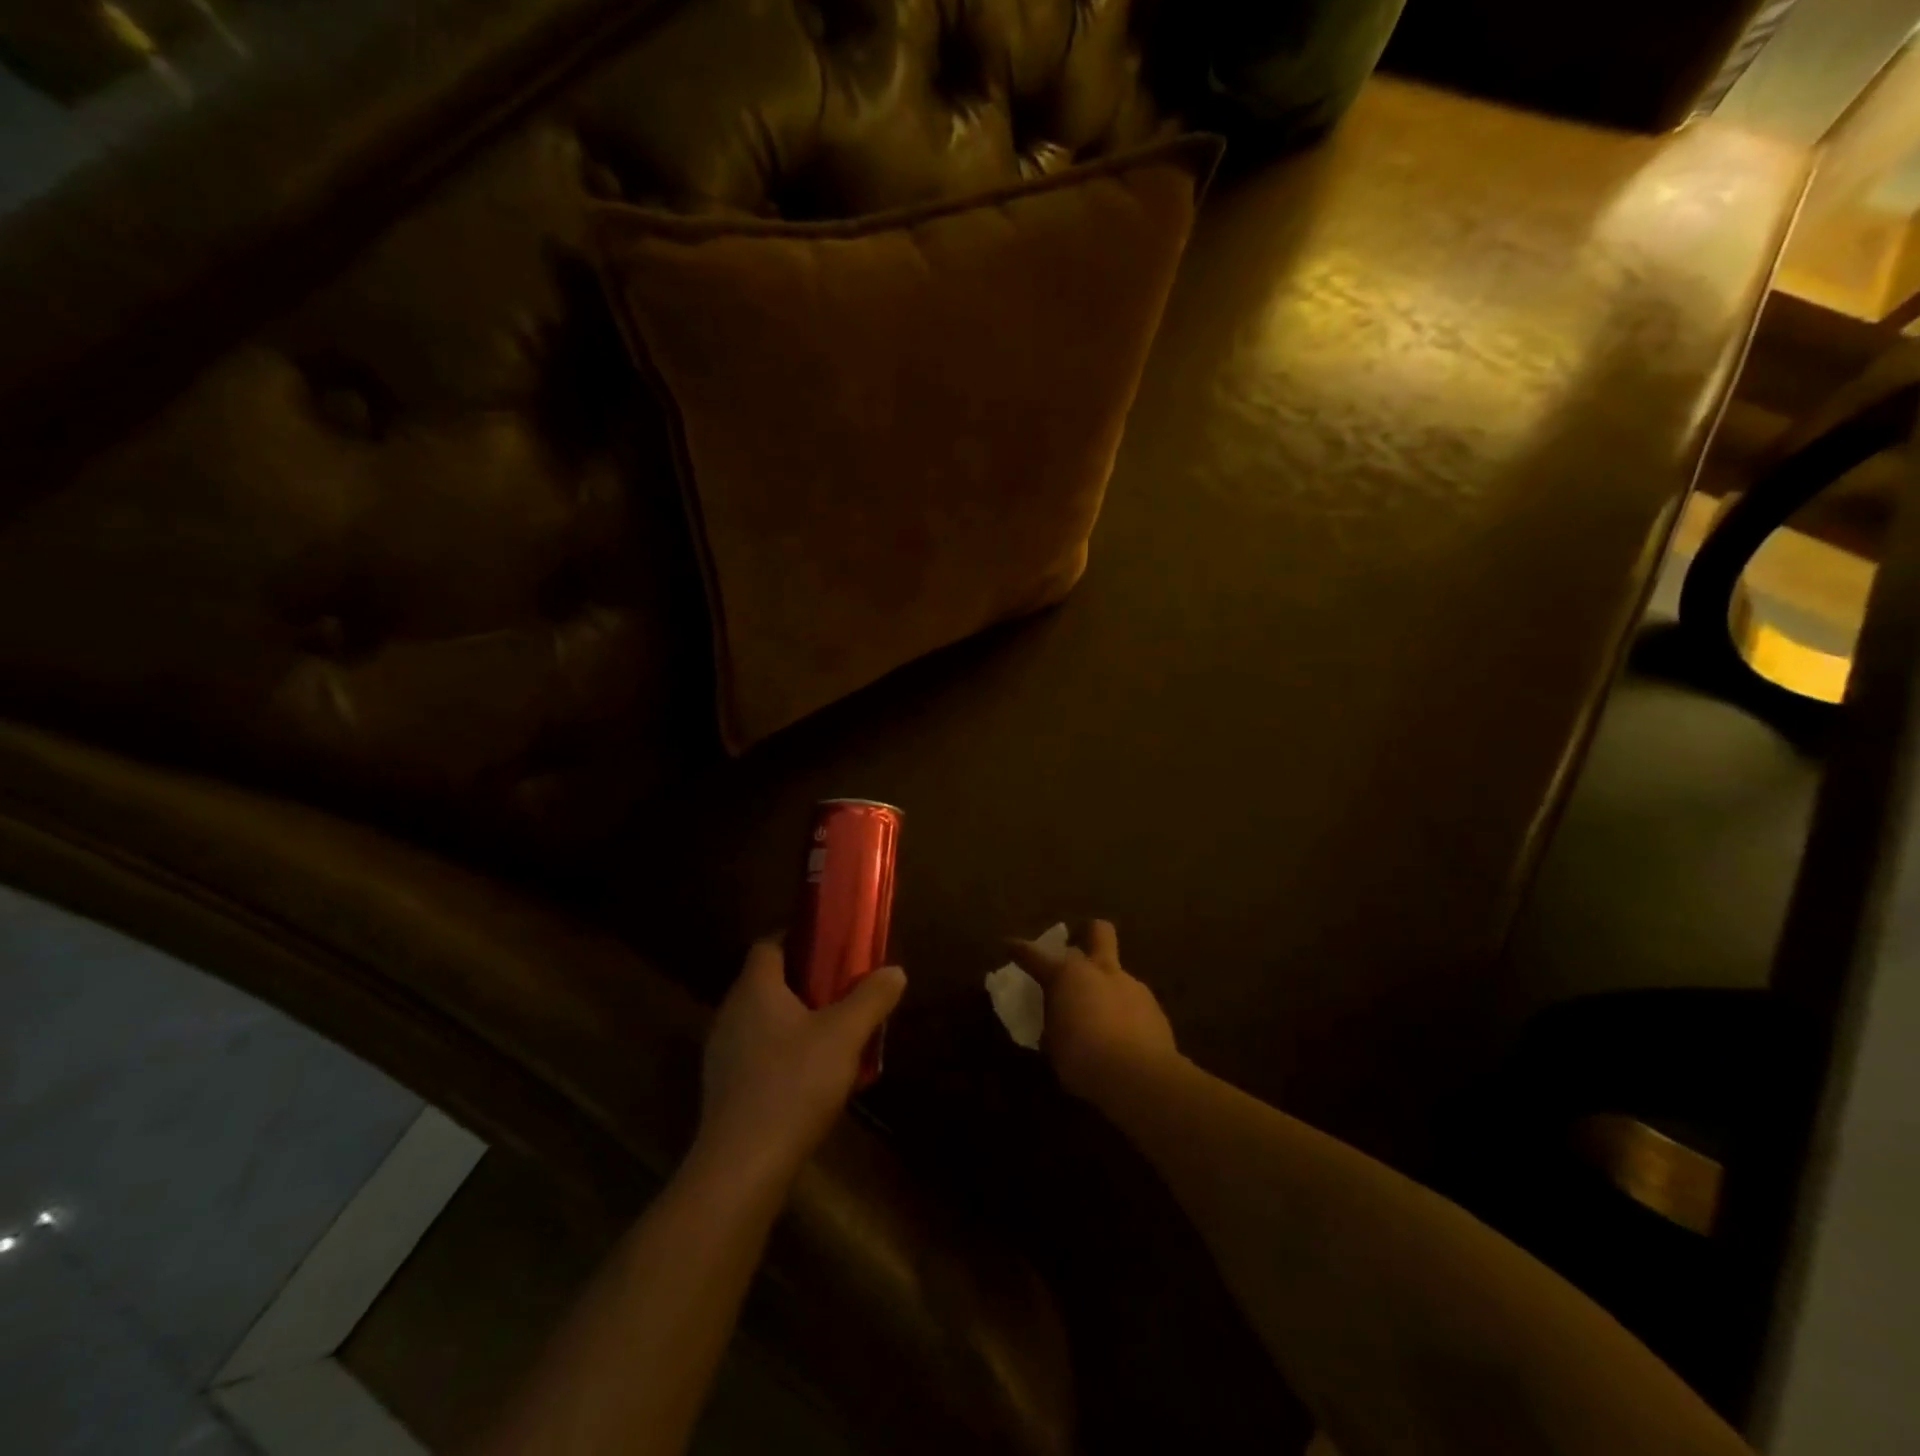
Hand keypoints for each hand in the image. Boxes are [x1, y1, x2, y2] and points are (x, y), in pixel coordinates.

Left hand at [696, 939, 905, 1182]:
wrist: (742, 1167)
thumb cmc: (793, 1084)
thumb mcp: (844, 1036)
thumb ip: (871, 998)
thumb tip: (895, 971)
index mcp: (755, 989)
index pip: (769, 944)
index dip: (798, 938)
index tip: (831, 946)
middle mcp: (731, 1013)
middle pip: (767, 982)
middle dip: (805, 981)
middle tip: (843, 989)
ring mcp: (723, 1052)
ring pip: (763, 1020)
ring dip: (795, 1020)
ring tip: (834, 1033)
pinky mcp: (725, 1088)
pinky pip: (757, 1053)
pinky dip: (783, 1052)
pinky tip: (811, 1077)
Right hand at [1006, 919, 1179, 1105]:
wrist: (1140, 1077)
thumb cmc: (1083, 1059)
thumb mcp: (1054, 1046)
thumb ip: (1054, 1025)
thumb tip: (1056, 1024)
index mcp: (1067, 975)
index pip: (1034, 955)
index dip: (1019, 949)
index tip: (1009, 945)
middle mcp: (1100, 970)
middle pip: (1098, 931)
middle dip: (1087, 933)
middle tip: (1078, 950)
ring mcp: (1131, 985)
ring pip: (1117, 972)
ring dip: (1106, 985)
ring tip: (1100, 1014)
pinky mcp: (1154, 1007)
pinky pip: (1134, 1001)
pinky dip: (1124, 1011)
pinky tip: (1123, 1035)